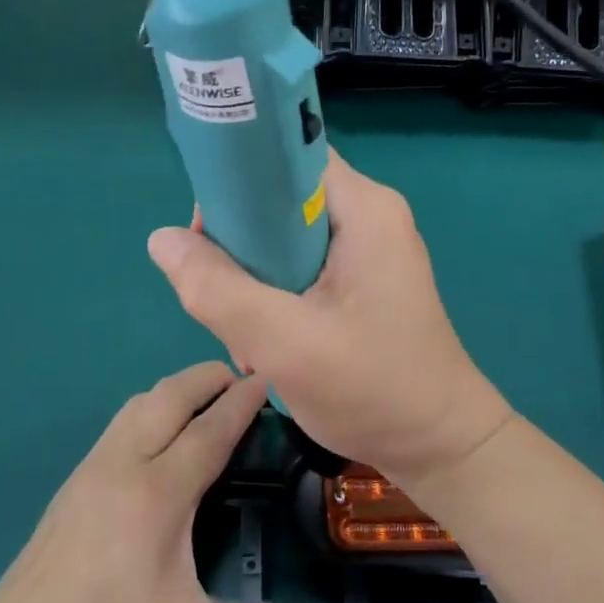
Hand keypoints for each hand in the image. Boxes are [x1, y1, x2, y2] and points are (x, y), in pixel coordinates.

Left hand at [0, 362, 346, 602]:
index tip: (270, 375)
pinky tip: (159, 440)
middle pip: (169, 398)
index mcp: (156, 493)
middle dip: (207, 378)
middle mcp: (121, 467)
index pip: (210, 428)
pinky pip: (117, 426)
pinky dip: (149, 411)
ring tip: (208, 401)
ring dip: (175, 391)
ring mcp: (88, 474)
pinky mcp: (69, 489)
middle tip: (246, 378)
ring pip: (137, 406)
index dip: (243, 400)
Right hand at [147, 152, 512, 488]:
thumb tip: (162, 239)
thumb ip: (218, 289)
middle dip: (239, 244)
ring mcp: (367, 248)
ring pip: (283, 237)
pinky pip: (300, 265)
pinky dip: (274, 295)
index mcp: (363, 208)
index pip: (287, 155)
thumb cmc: (375, 390)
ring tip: (247, 332)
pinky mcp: (361, 280)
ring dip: (252, 278)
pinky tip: (268, 340)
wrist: (441, 446)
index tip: (206, 232)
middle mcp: (368, 215)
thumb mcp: (285, 343)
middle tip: (222, 296)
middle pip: (279, 198)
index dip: (238, 180)